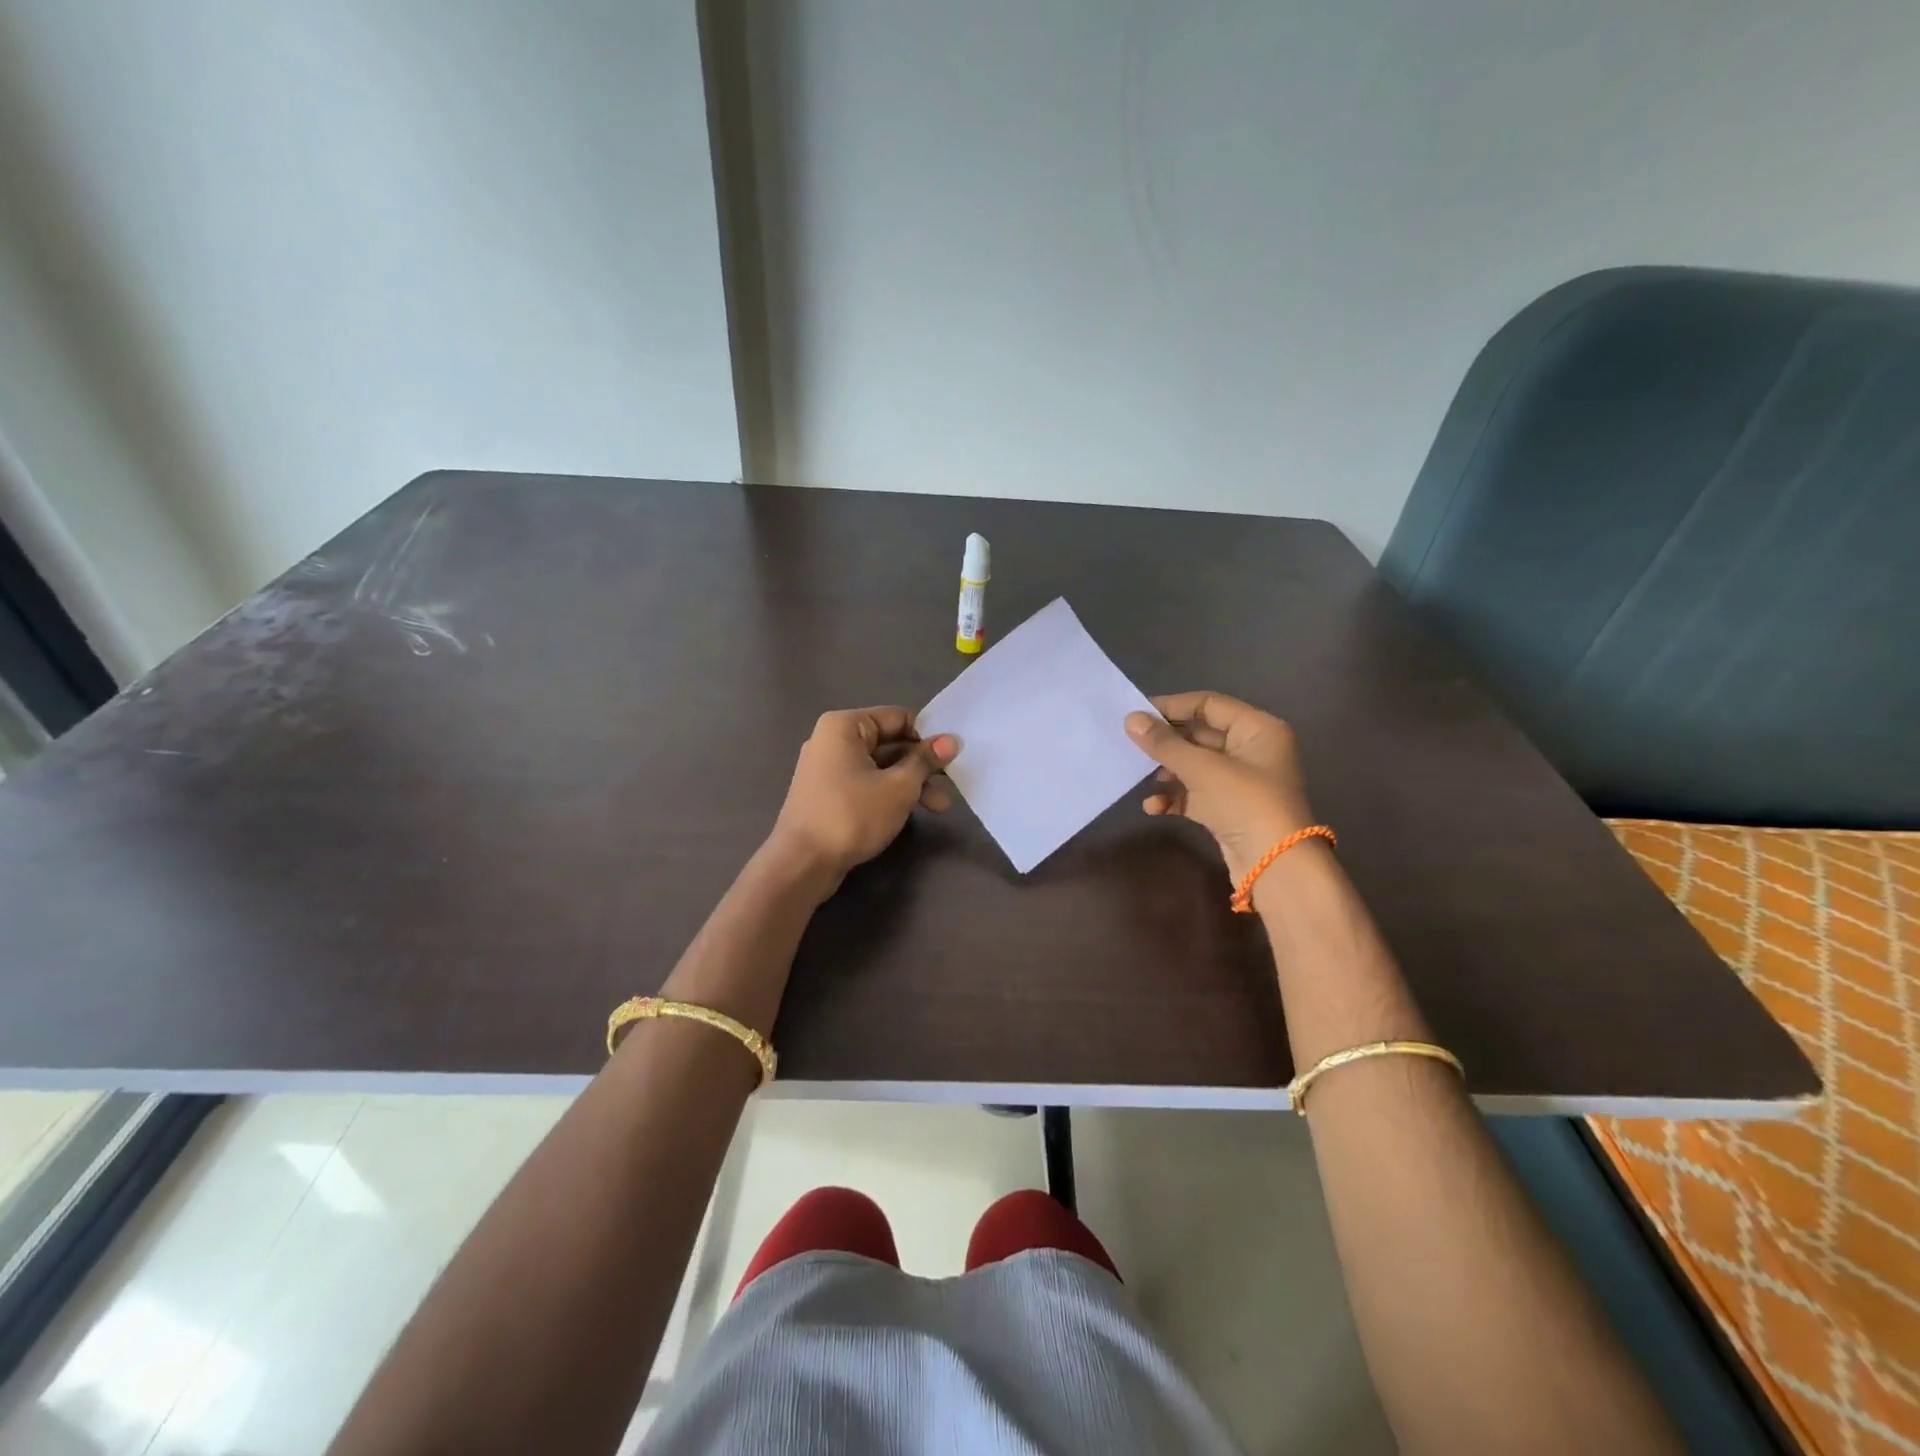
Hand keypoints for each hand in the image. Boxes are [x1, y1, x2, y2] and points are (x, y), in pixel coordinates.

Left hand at [766, 706, 956, 886]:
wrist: (802, 863)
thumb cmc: (852, 815)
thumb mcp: (898, 787)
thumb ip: (925, 761)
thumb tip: (952, 741)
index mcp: (845, 726)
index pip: (898, 718)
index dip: (928, 736)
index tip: (953, 757)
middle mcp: (832, 740)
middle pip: (890, 743)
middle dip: (922, 765)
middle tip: (952, 784)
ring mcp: (827, 769)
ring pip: (880, 767)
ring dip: (910, 784)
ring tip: (940, 808)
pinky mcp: (828, 795)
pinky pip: (866, 784)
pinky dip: (889, 794)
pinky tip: (911, 813)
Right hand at [1126, 691, 1317, 881]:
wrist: (1274, 866)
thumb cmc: (1244, 803)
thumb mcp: (1201, 768)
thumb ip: (1164, 743)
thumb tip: (1131, 719)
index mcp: (1257, 729)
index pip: (1209, 704)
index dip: (1172, 706)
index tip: (1137, 714)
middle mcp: (1252, 750)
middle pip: (1201, 735)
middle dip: (1167, 742)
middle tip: (1131, 743)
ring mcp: (1241, 781)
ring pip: (1195, 765)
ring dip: (1168, 771)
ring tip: (1141, 776)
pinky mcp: (1230, 809)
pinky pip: (1196, 793)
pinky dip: (1175, 797)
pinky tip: (1153, 806)